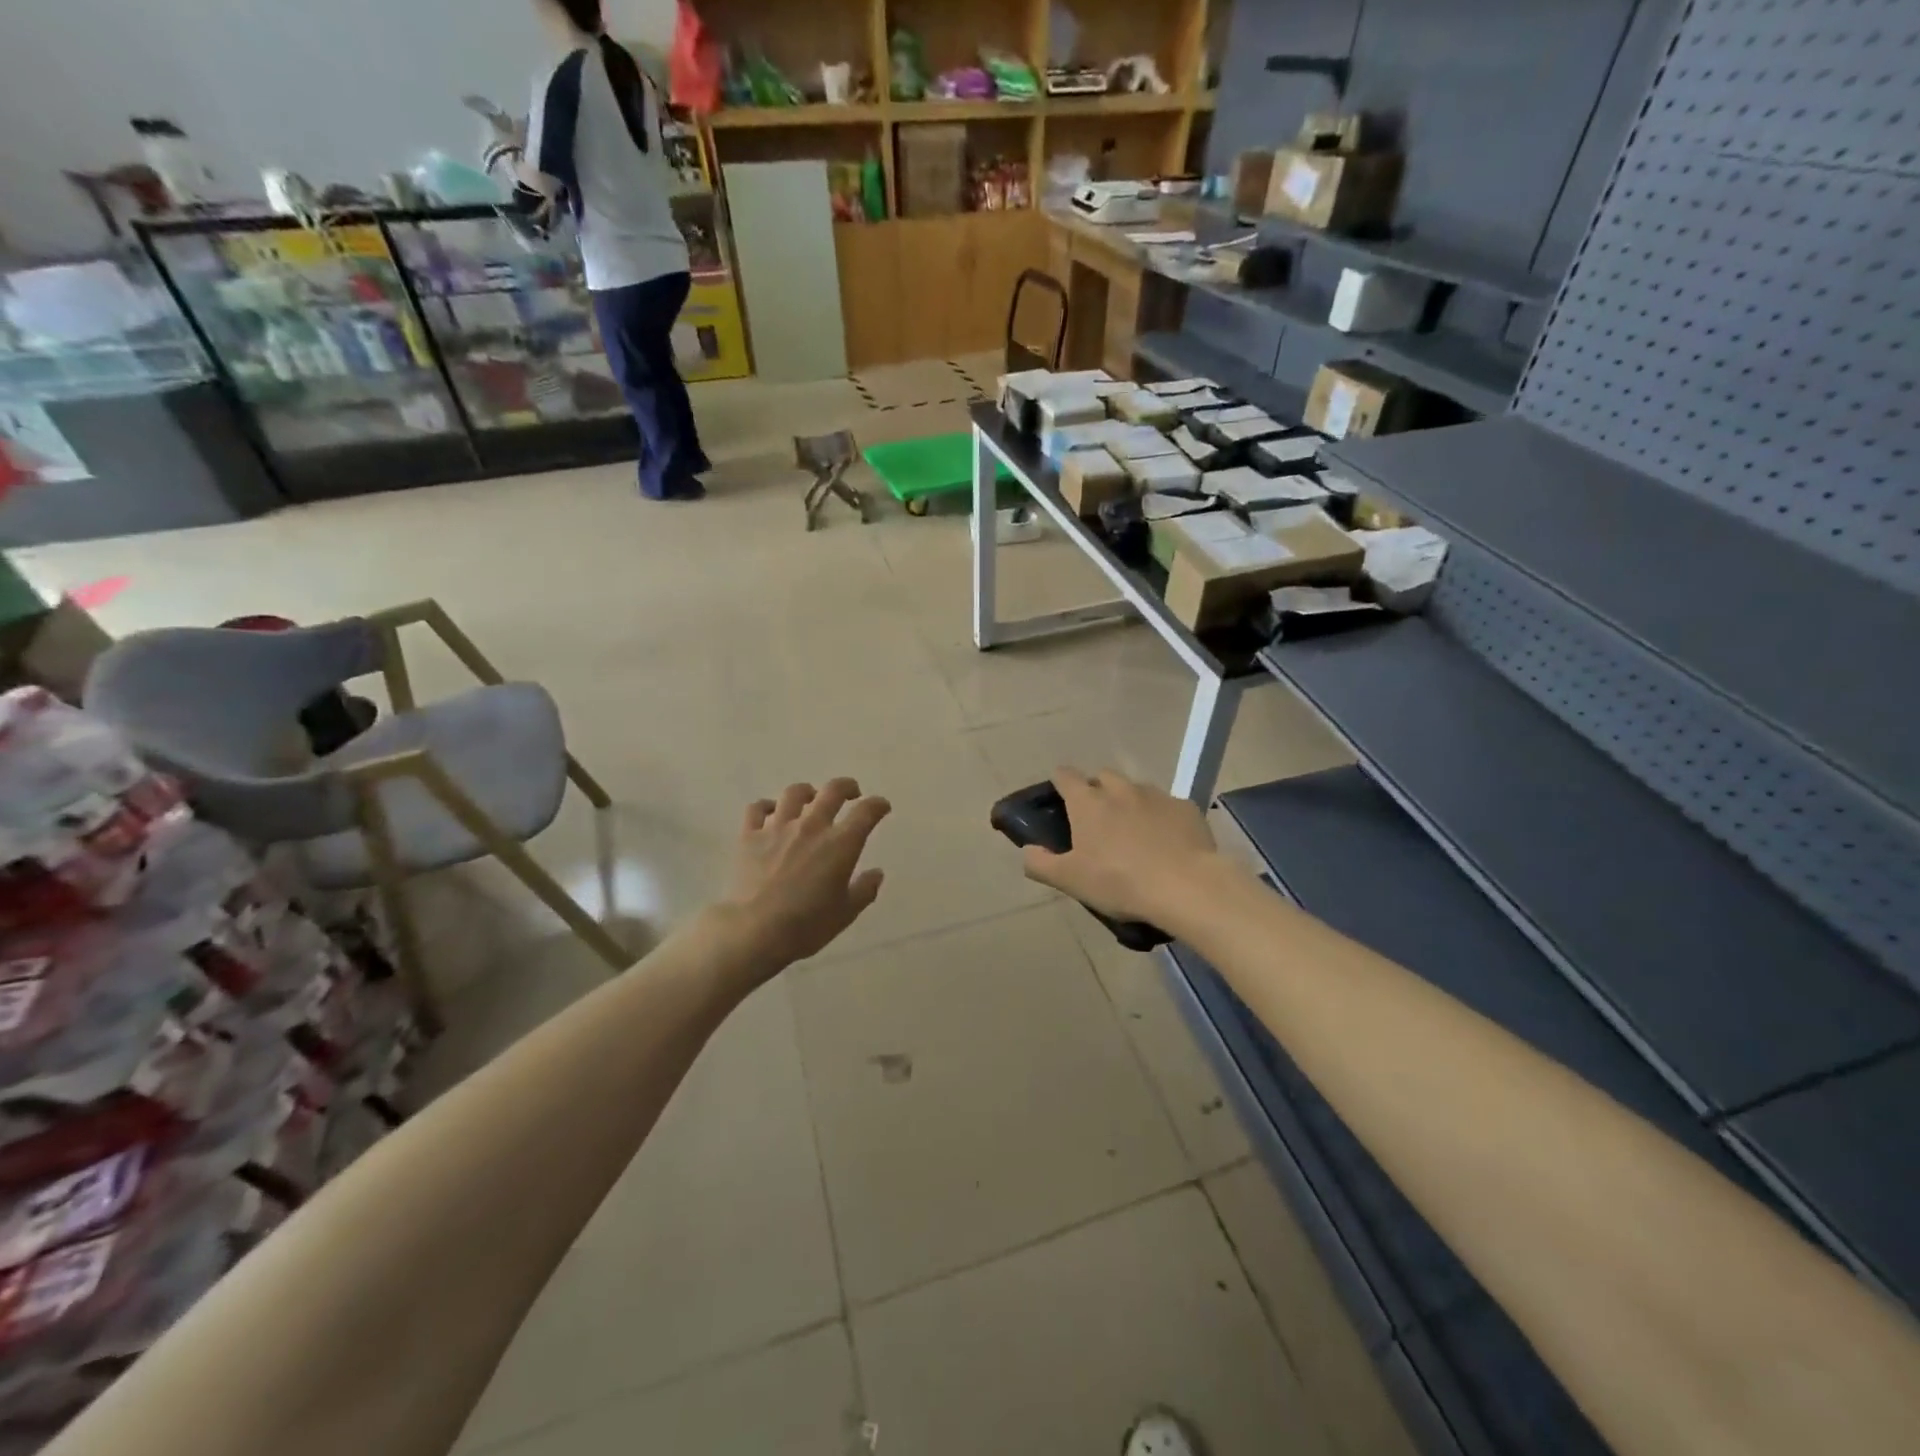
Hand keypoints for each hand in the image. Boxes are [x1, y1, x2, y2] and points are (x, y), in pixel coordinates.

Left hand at [718, 779, 889, 977]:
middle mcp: (812, 826)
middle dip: (847, 787)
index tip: (882, 807)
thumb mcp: (846, 913)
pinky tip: (771, 813)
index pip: (866, 812)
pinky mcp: (750, 836)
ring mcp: (778, 828)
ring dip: (808, 792)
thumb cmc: (807, 925)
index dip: (878, 805)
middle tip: (851, 793)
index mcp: (840, 844)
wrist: (755, 931)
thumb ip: (865, 890)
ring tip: (811, 799)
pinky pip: (757, 809)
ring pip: (795, 793)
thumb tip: (876, 874)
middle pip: (833, 791)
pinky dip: (766, 807)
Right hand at [1021, 767, 1226, 928]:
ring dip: (1129, 802)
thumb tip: (1028, 850)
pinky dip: (1161, 817)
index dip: (1060, 782)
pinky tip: (1166, 842)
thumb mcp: (1070, 880)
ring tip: (1133, 831)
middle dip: (1096, 789)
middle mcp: (1120, 789)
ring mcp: (1156, 795)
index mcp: (1088, 803)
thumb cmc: (1119, 881)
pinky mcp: (1186, 807)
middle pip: (1102, 776)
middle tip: (1097, 819)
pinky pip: (1167, 806)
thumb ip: (1040, 864)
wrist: (1186, 886)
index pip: (1065, 776)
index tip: (1059, 796)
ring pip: (1136, 789)